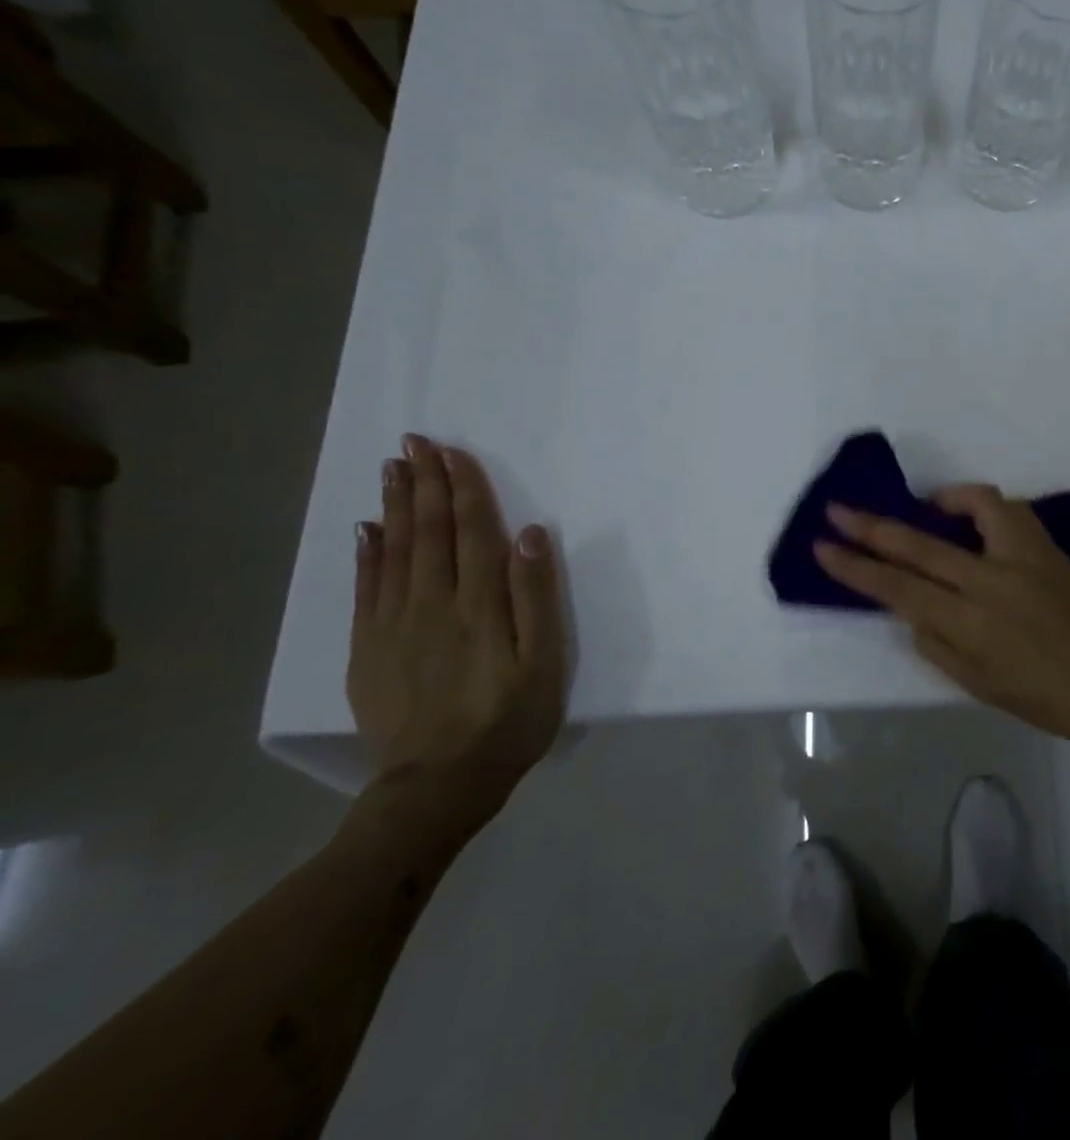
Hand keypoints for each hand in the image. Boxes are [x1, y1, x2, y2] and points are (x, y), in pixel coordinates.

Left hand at [348, 435, 565, 824]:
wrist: (438, 785)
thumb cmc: (509, 720)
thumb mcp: (545, 662)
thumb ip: (537, 596)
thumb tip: (531, 535)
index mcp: (480, 605)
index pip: (472, 531)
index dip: (464, 489)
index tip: (454, 451)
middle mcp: (432, 604)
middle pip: (429, 532)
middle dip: (425, 484)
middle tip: (416, 442)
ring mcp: (394, 625)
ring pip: (394, 551)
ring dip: (396, 506)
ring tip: (393, 469)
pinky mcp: (370, 649)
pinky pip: (365, 589)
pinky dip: (366, 554)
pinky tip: (367, 529)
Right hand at [814, 485, 1069, 744]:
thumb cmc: (1041, 696)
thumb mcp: (975, 684)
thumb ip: (935, 643)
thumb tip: (911, 608)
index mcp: (970, 624)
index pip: (898, 588)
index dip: (856, 568)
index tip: (824, 548)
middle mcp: (991, 582)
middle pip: (919, 546)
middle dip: (871, 527)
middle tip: (837, 510)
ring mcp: (1023, 557)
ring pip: (972, 507)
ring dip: (936, 502)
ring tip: (922, 508)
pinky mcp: (1046, 546)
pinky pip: (1007, 510)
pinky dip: (980, 505)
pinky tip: (971, 517)